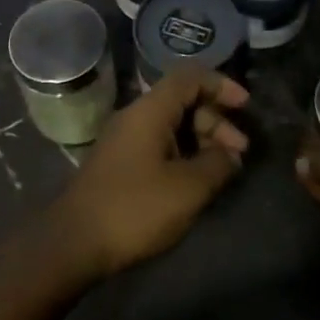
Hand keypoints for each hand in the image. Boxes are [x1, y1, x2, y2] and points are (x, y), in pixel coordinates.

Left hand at [50, 66, 250, 277]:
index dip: (220, 85)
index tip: (245, 107)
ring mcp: (125, 141)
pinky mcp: (121, 164)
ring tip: (225, 169)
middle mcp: (135, 117)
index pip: (189, 77)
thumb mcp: (187, 188)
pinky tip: (197, 180)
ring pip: (172, 126)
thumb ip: (217, 164)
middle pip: (182, 102)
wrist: (74, 242)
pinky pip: (159, 145)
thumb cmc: (134, 208)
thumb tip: (231, 155)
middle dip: (216, 121)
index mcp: (149, 111)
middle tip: (241, 152)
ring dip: (202, 140)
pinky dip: (184, 154)